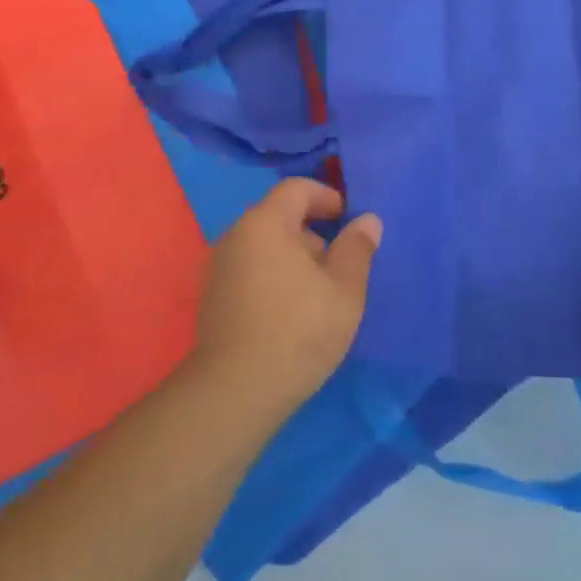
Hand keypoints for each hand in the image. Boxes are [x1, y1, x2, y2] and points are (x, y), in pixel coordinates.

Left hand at [192, 178, 381, 412]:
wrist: (236, 391)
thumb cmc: (298, 330)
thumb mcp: (344, 290)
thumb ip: (357, 249)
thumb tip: (367, 220)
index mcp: (265, 223)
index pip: (296, 189)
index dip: (326, 197)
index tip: (348, 219)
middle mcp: (235, 236)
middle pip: (279, 217)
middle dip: (313, 233)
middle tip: (340, 264)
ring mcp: (218, 268)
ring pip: (264, 247)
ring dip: (294, 258)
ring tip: (320, 293)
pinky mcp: (213, 299)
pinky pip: (250, 271)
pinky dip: (274, 277)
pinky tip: (292, 312)